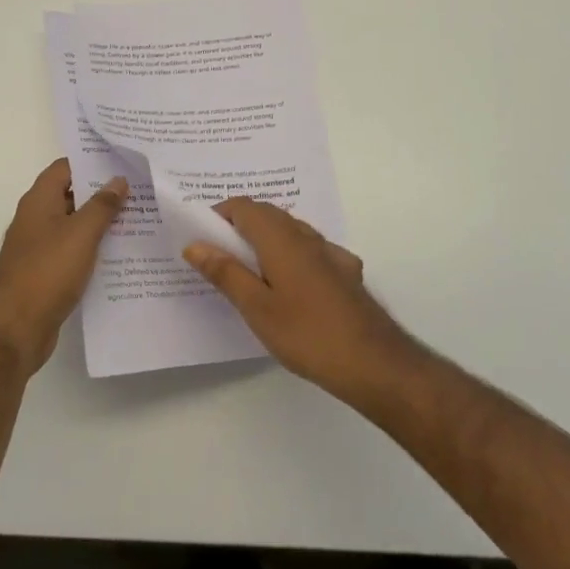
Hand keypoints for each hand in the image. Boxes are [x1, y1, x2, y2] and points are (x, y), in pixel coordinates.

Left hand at [0, 159, 127, 371]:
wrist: (15, 329)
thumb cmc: (47, 271)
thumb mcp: (81, 233)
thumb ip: (102, 205)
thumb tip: (118, 180)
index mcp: (39, 201)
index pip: (66, 167)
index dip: (92, 161)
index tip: (123, 160)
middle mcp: (37, 219)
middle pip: (72, 195)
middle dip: (103, 192)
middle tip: (140, 188)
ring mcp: (40, 247)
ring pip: (75, 225)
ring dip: (101, 222)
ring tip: (140, 218)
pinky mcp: (46, 273)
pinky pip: (74, 252)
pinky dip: (94, 249)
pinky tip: (121, 255)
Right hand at [184, 199, 409, 401]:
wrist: (374, 362)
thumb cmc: (307, 334)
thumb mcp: (256, 308)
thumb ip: (225, 272)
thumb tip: (195, 244)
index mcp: (281, 238)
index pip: (244, 206)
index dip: (219, 215)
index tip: (202, 239)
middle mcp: (307, 236)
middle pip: (268, 214)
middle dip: (240, 226)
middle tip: (218, 256)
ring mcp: (331, 252)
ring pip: (291, 231)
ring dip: (266, 239)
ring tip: (249, 272)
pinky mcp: (347, 272)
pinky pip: (312, 250)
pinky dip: (292, 255)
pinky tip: (292, 285)